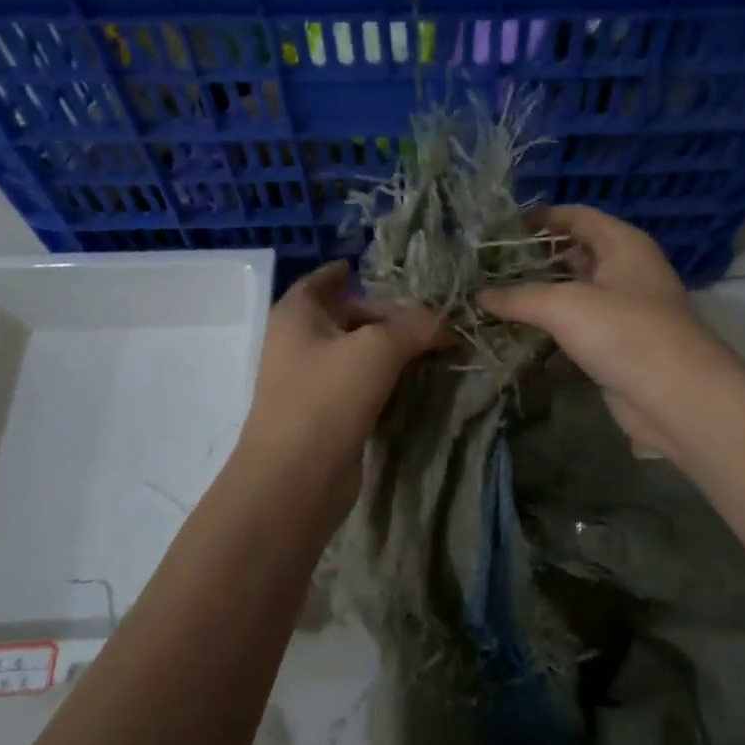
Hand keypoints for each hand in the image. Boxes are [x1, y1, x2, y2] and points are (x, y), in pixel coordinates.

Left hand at [235, 261, 448, 503]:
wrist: (297, 477)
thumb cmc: (328, 397)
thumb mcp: (378, 349)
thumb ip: (415, 327)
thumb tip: (448, 322)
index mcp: (298, 315)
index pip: (321, 281)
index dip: (344, 272)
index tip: (367, 267)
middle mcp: (298, 343)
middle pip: (345, 316)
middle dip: (385, 315)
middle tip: (428, 318)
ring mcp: (309, 382)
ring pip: (355, 353)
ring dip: (389, 349)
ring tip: (431, 346)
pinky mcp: (326, 415)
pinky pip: (359, 385)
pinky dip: (384, 379)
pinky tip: (414, 381)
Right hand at [479, 206, 737, 460]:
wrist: (677, 397)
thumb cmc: (624, 332)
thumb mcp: (564, 306)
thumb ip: (519, 297)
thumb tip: (479, 295)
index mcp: (622, 244)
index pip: (576, 217)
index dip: (539, 219)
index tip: (499, 231)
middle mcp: (625, 271)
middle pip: (574, 255)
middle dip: (533, 262)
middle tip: (488, 270)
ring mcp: (624, 311)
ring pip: (574, 295)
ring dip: (539, 299)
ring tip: (493, 301)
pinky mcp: (617, 346)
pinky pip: (578, 329)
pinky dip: (551, 331)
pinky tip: (518, 337)